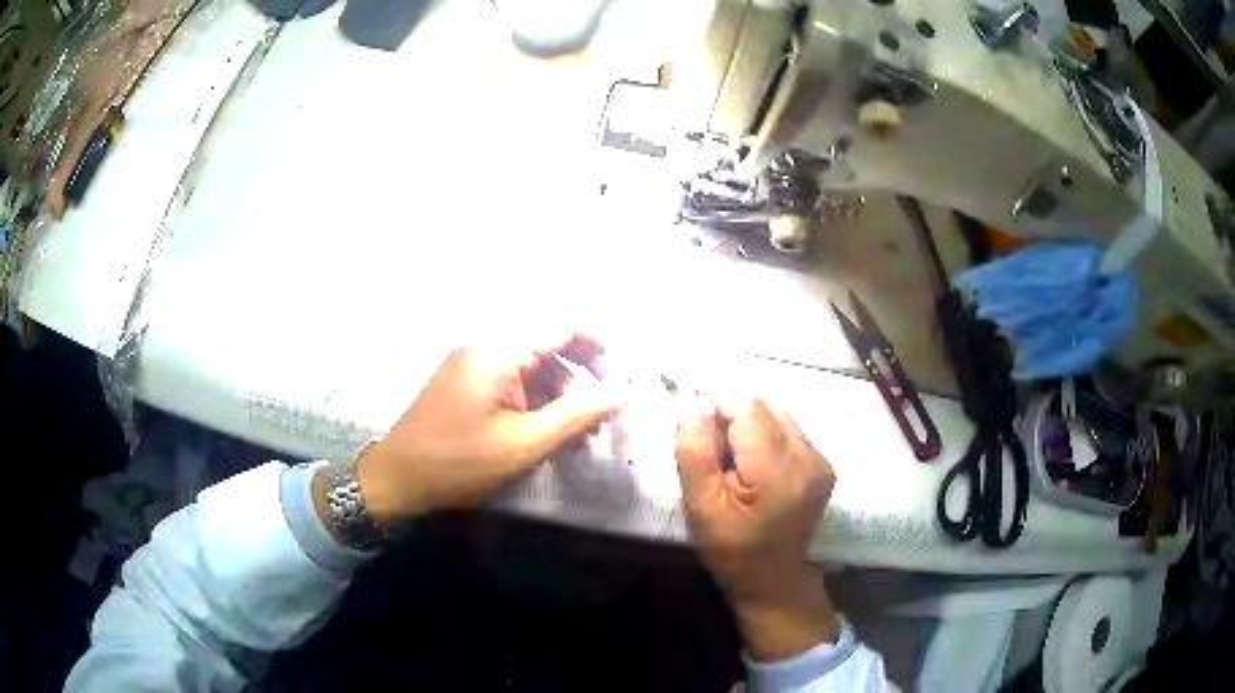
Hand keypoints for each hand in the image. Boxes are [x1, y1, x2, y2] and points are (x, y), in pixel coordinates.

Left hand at [353, 334, 625, 525]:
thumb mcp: (523, 443)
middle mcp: (485, 346)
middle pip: (550, 348)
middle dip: (581, 382)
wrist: (396, 479)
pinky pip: (513, 383)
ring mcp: (473, 364)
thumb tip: (622, 389)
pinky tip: (548, 437)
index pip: (563, 326)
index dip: (599, 349)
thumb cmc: (458, 462)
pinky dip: (536, 405)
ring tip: (579, 439)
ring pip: (533, 369)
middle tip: (602, 421)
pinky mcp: (467, 383)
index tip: (619, 384)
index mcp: (498, 351)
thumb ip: (576, 413)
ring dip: (560, 398)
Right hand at [676, 396, 838, 660]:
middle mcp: (808, 457)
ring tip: (732, 460)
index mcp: (778, 471)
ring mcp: (820, 460)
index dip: (716, 403)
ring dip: (749, 426)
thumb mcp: (701, 507)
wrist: (773, 580)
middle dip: (731, 416)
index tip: (692, 422)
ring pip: (777, 415)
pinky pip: (788, 431)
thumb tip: (692, 402)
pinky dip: (765, 437)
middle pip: (764, 407)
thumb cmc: (731, 550)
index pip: (747, 406)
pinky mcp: (822, 464)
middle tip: (711, 450)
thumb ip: (695, 452)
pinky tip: (753, 466)